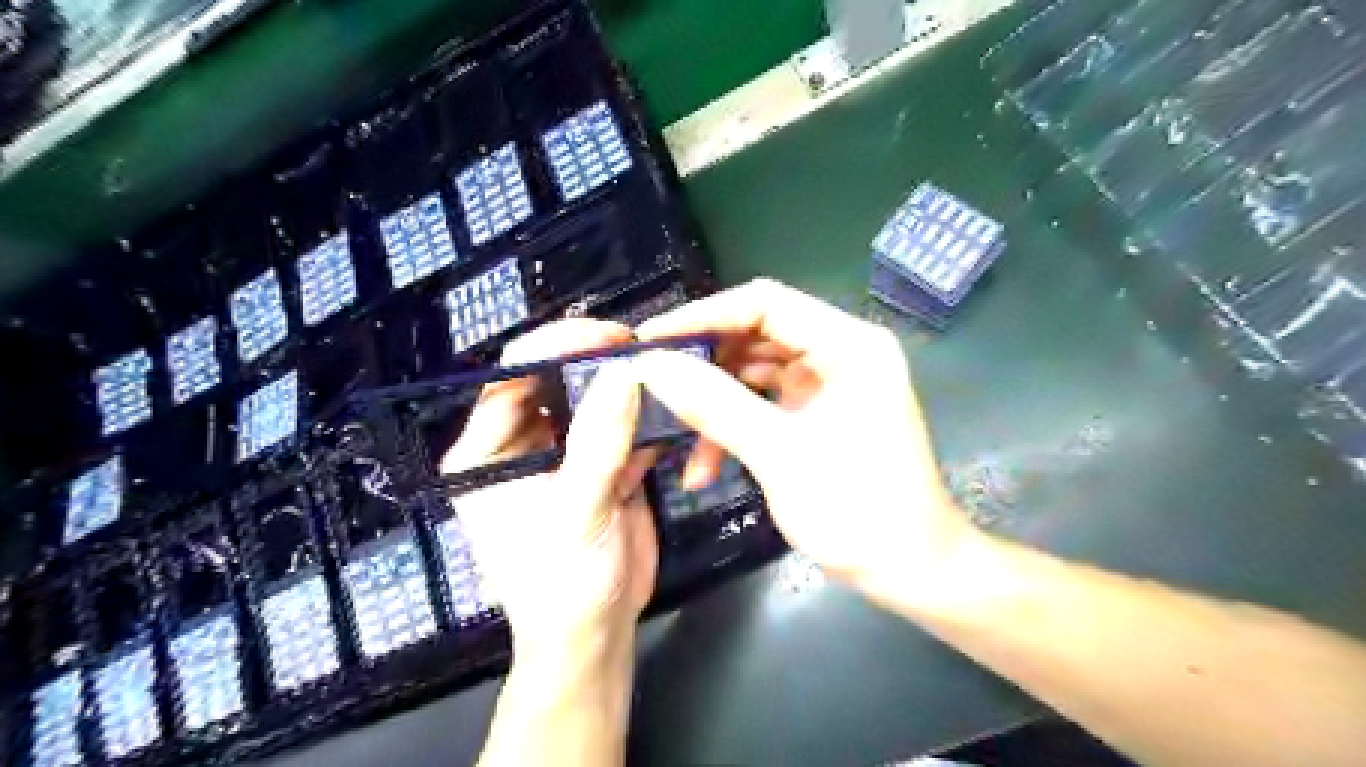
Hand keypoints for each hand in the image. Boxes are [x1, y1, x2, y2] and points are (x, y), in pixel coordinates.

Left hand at [447, 320, 657, 655]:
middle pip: (552, 381)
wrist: (596, 634)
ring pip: (590, 401)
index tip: (608, 335)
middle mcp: (519, 445)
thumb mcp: (577, 513)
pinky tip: (669, 407)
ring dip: (623, 386)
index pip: (511, 378)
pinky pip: (619, 427)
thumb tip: (623, 372)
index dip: (555, 347)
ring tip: (660, 366)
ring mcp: (563, 453)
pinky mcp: (599, 465)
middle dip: (594, 360)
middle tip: (641, 345)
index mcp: (486, 452)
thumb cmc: (564, 584)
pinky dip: (644, 418)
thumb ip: (599, 442)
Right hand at [634, 280, 975, 594]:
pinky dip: (735, 427)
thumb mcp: (779, 454)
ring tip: (674, 437)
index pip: (764, 303)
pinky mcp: (821, 413)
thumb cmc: (858, 510)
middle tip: (653, 384)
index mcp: (848, 344)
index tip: (651, 339)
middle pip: (757, 335)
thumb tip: (651, 366)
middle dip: (705, 364)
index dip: (703, 315)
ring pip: (755, 373)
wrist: (913, 571)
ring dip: (715, 405)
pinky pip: (766, 404)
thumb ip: (714, 404)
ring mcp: (832, 383)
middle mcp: (842, 352)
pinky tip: (705, 468)